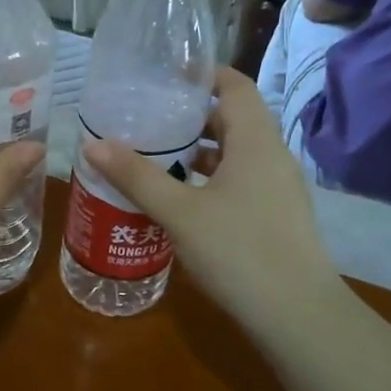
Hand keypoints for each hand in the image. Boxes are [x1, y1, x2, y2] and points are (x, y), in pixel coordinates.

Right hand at [80, 68, 346, 341]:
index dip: (204, 74)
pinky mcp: (276, 217)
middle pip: (233, 119)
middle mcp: (273, 157)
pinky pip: (240, 181)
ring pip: (236, 154)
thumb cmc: (238, 251)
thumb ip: (137, 176)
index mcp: (256, 141)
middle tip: (149, 118)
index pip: (235, 86)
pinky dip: (210, 179)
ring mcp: (279, 189)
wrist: (297, 316)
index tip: (167, 74)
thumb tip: (93, 144)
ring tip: (156, 156)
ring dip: (200, 152)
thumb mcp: (179, 212)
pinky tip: (181, 200)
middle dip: (192, 116)